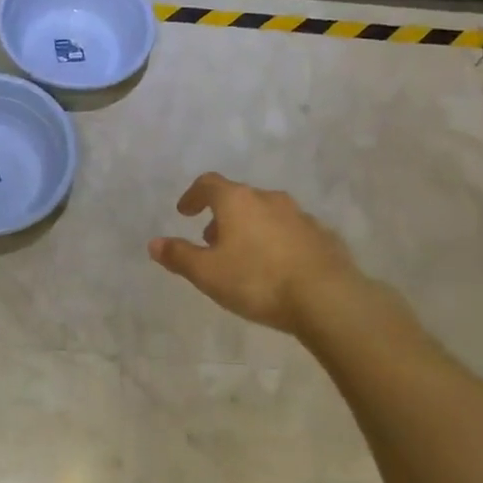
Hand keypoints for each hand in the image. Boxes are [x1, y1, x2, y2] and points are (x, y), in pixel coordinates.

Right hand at [149, 172, 369, 336]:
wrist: (328, 298)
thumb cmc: (257, 280)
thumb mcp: (207, 273)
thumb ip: (179, 256)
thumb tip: (154, 243)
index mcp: (237, 200)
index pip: (208, 184)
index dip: (193, 195)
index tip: (185, 212)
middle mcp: (268, 199)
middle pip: (238, 198)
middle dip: (221, 215)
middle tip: (211, 239)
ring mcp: (300, 216)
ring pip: (267, 214)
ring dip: (250, 227)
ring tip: (244, 256)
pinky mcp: (323, 236)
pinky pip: (291, 232)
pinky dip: (277, 241)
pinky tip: (277, 267)